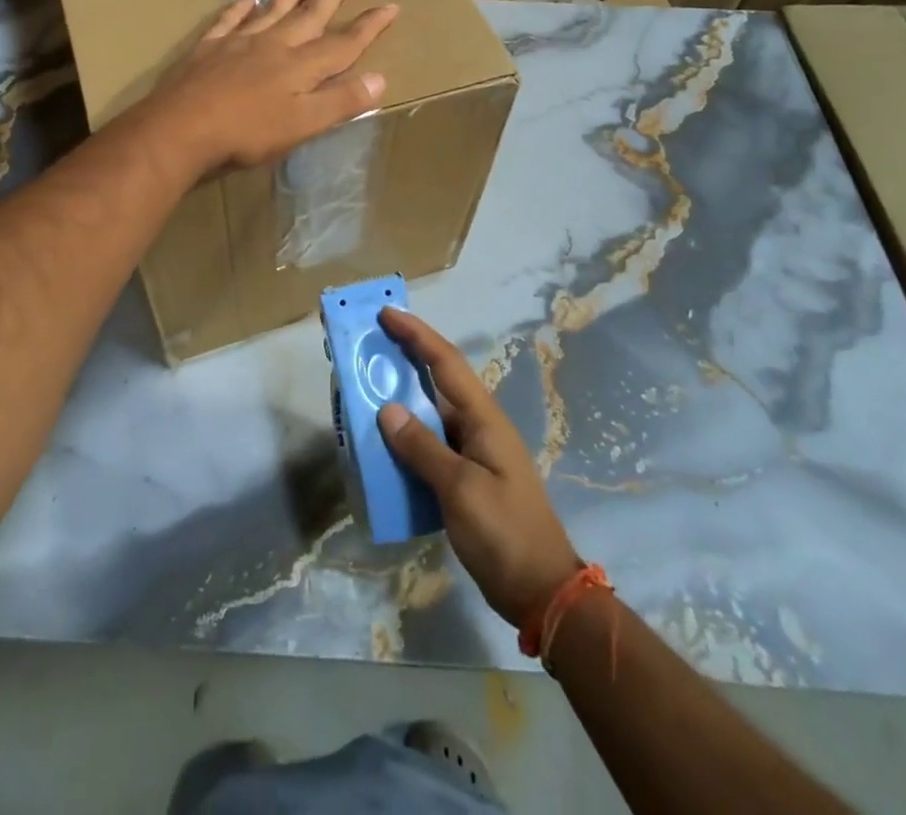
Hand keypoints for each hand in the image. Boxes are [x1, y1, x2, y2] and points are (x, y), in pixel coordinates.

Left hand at [143, 0, 397, 175]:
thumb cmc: (247, 132)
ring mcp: (238, 42)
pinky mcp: (208, 48)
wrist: (181, 127)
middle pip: (309, 15)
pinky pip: (228, 20)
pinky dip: (239, 9)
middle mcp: (274, 45)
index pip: (343, 43)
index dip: (369, 26)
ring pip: (272, 10)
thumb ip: (340, 102)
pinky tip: (245, 0)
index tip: (390, 6)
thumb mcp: (302, 125)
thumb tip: (380, 79)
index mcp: (300, 66)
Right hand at [376, 309, 582, 626]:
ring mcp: (473, 452)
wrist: (542, 592)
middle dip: (403, 357)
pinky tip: (381, 444)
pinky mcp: (465, 477)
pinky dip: (405, 436)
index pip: (445, 362)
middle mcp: (478, 426)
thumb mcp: (461, 490)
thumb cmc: (504, 534)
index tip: (386, 313)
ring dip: (400, 398)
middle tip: (365, 345)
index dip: (416, 334)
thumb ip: (422, 447)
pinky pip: (429, 444)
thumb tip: (386, 408)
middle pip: (436, 380)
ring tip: (363, 388)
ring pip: (430, 412)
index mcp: (484, 418)